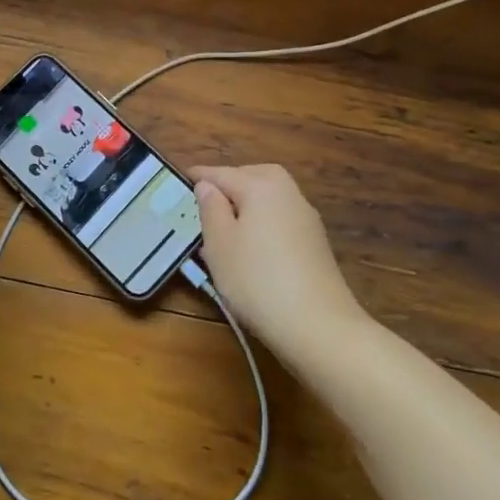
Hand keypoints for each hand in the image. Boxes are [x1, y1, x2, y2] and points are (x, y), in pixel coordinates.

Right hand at [189, 164, 365, 359]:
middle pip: (252, 177)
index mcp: (261, 185)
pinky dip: (263, 222)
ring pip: (268, 198)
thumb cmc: (257, 280)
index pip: (221, 173)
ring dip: (247, 204)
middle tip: (205, 200)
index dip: (198, 177)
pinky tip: (251, 247)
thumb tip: (208, 186)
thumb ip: (210, 208)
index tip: (180, 180)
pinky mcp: (315, 243)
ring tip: (225, 225)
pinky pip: (280, 219)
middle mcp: (288, 193)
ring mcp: (306, 218)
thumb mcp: (219, 244)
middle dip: (228, 184)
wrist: (319, 327)